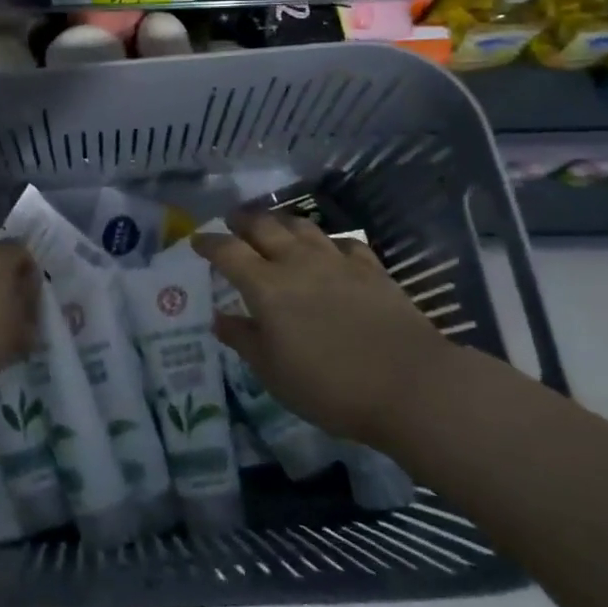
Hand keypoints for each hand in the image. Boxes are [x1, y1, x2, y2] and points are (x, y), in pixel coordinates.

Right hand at [193, 212, 453, 443]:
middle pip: (264, 226)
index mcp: (266, 286)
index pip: (228, 251)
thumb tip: (219, 319)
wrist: (409, 384)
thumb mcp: (273, 373)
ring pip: (302, 227)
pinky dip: (328, 242)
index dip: (209, 243)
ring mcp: (337, 261)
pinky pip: (343, 243)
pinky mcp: (371, 269)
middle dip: (243, 220)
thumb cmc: (329, 386)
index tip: (197, 240)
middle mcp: (297, 262)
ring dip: (282, 222)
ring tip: (275, 225)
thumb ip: (243, 340)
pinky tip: (329, 250)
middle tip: (232, 220)